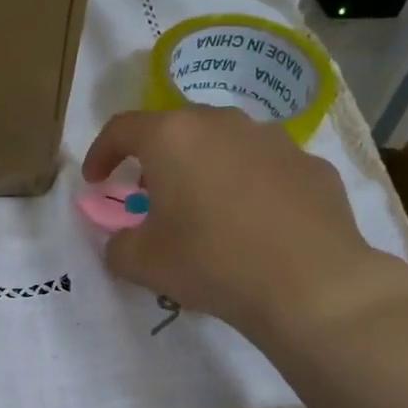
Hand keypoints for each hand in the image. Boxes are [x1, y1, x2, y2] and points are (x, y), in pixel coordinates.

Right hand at [81, 106, 407, 349]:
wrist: (309, 283)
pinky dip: (249, 189)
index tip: (96, 181)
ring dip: (205, 170)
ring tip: (205, 211)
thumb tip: (122, 242)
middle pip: (177, 131)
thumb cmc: (211, 262)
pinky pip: (266, 170)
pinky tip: (254, 227)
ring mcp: (275, 140)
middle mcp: (224, 124)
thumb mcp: (143, 263)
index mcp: (174, 138)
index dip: (101, 153)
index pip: (122, 128)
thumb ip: (118, 246)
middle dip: (156, 161)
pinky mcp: (311, 166)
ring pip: (226, 145)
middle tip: (150, 196)